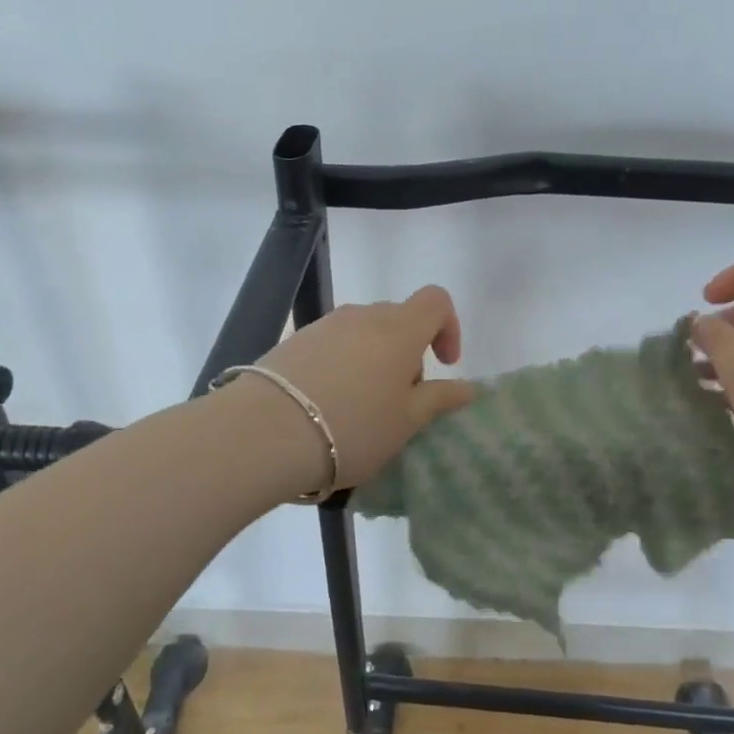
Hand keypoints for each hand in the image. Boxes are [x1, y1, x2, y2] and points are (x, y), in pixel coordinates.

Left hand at [236, 286, 478, 494]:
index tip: (444, 365)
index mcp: (400, 329)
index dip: (449, 327)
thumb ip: (440, 399)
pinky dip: (343, 366)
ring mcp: (325, 325)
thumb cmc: (352, 427)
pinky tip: (327, 406)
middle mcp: (363, 315)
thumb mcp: (406, 422)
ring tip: (361, 407)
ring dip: (375, 360)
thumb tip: (469, 387)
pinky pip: (333, 345)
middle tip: (401, 401)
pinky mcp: (294, 341)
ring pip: (364, 333)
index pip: (436, 301)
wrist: (264, 433)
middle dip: (409, 353)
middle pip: (399, 319)